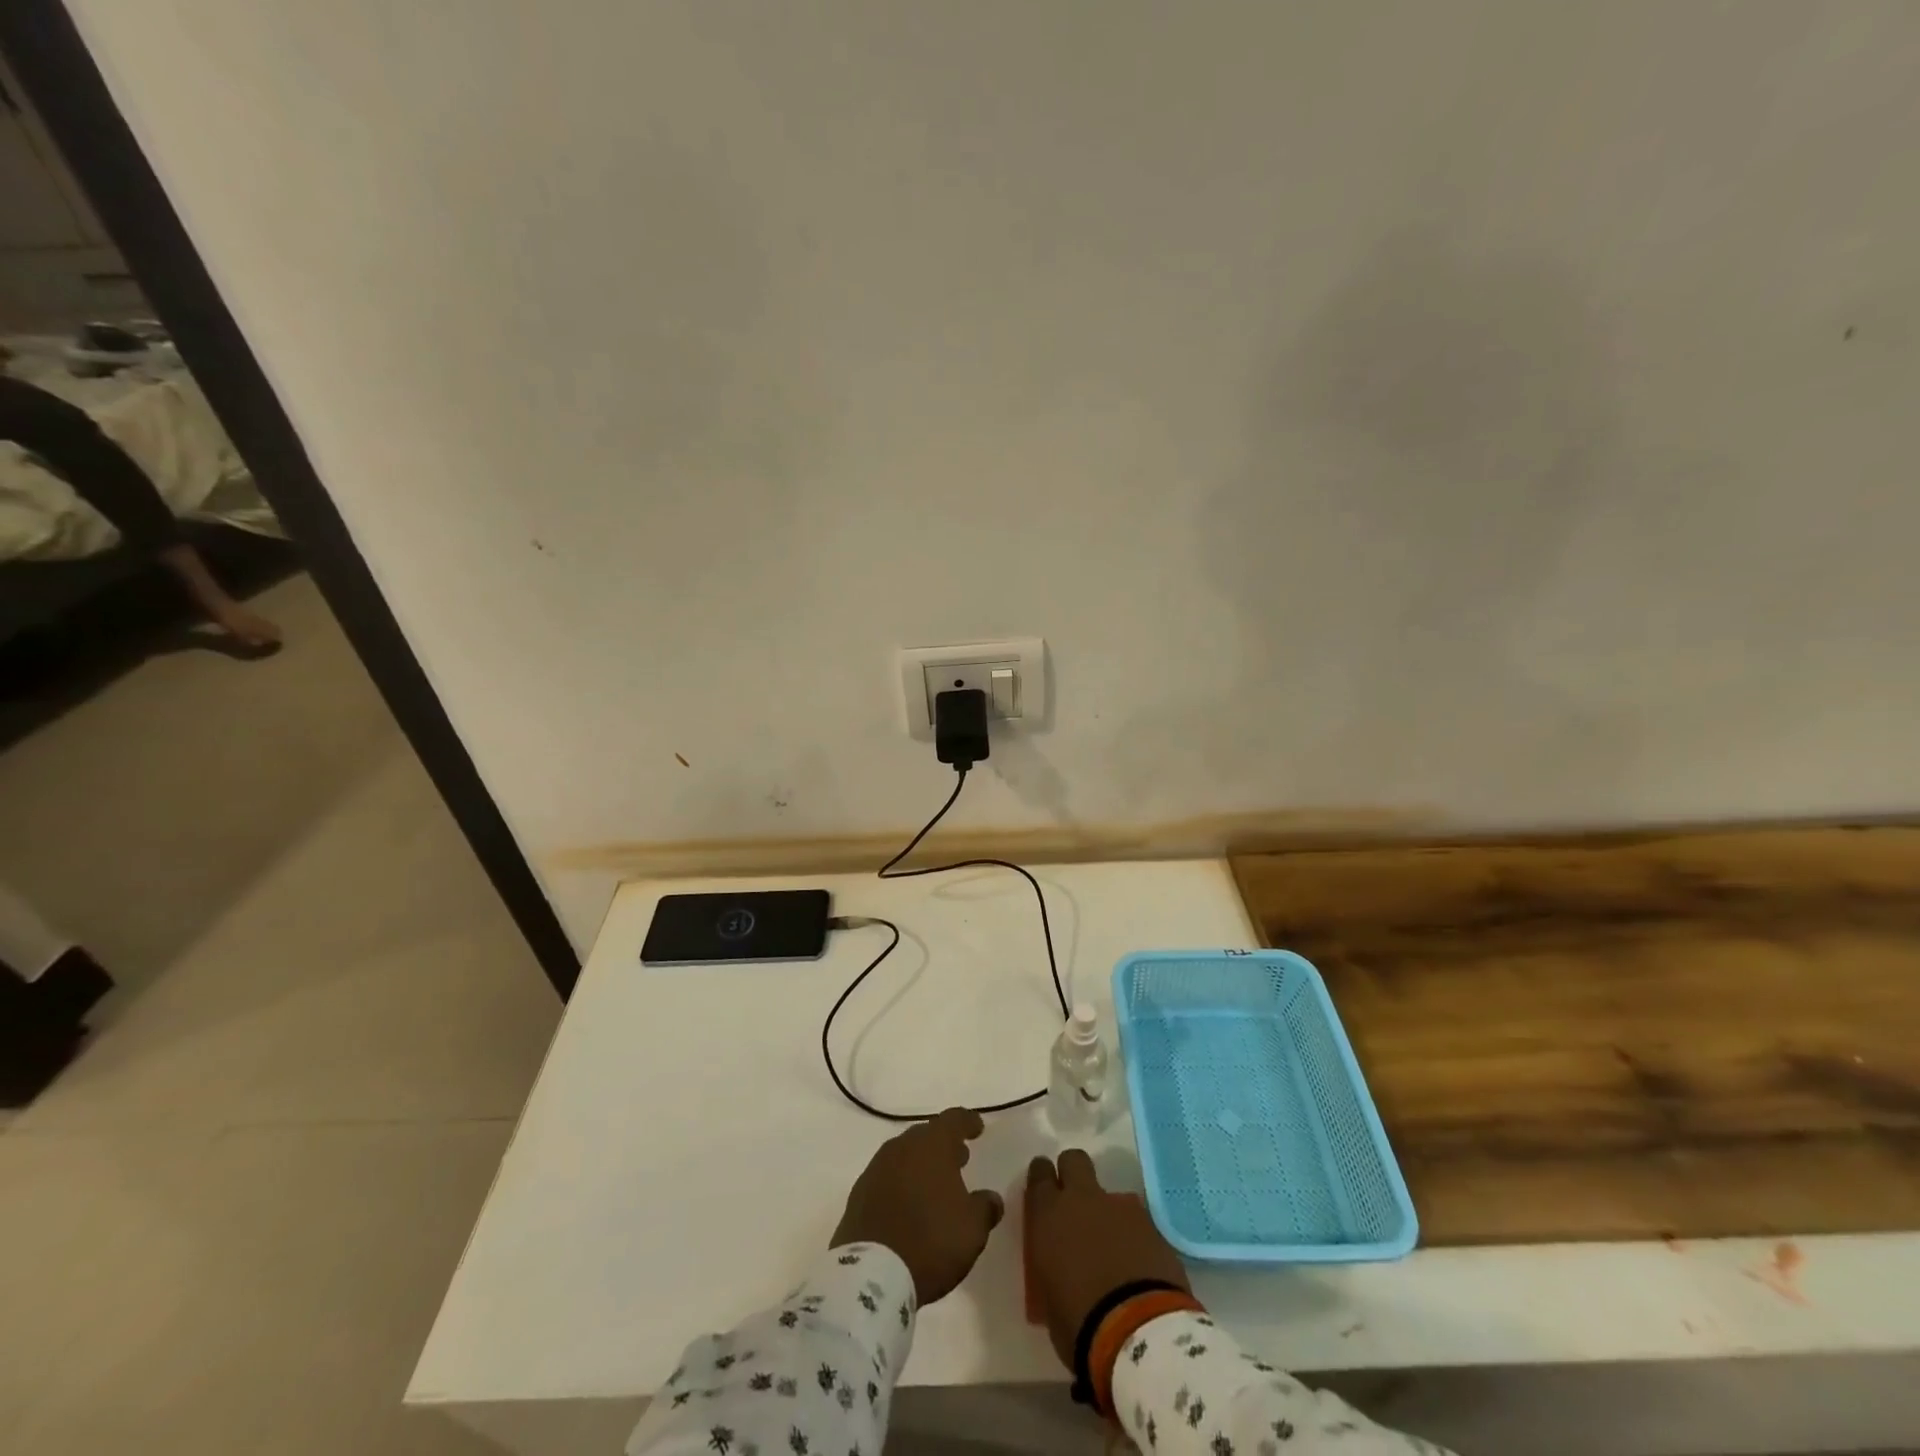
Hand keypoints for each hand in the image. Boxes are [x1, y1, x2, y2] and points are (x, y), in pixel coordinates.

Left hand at [832, 1107, 1004, 1305]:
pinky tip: (908, 1204)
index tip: (977, 1127)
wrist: (871, 1275)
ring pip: (904, 1155)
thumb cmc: (931, 1242)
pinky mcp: (859, 1194)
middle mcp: (902, 1147)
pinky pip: (886, 1177)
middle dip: (943, 1144)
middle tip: (959, 1158)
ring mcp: (876, 1168)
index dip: (967, 1122)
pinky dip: (901, 1183)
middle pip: (926, 1135)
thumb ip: (985, 1207)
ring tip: (935, 1183)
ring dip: (920, 1163)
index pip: (953, 1120)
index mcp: (932, 1145)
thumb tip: (991, 1198)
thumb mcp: (972, 1229)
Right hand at [1024, 1150, 1189, 1368]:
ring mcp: (1121, 1208)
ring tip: (1113, 1248)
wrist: (1139, 1333)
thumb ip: (1052, 1267)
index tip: (1045, 1192)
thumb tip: (1059, 1266)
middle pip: (1074, 1161)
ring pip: (1109, 1193)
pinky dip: (1133, 1236)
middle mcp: (1083, 1199)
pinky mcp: (1153, 1225)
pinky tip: (1137, 1264)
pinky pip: (1136, 1221)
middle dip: (1073, 1174)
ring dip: (1107, 1213)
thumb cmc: (1079, 1323)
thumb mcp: (1048, 1299)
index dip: (1043, 1179)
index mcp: (1049, 1215)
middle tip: (1075, 1202)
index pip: (1039, 1175)